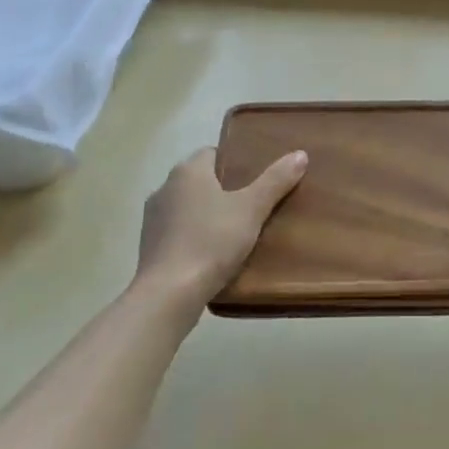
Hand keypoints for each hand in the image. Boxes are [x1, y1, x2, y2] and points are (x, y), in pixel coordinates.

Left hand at [136, 146, 306, 307]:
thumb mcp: (252, 209)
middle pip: (200, 179)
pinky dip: (193, 236)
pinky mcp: (148, 247)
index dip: (235, 162)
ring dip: (206, 214)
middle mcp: (165, 187)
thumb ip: (275, 181)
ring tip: (234, 230)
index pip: (213, 153)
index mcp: (188, 171)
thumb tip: (300, 154)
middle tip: (252, 203)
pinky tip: (211, 253)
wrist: (168, 294)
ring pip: (187, 206)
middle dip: (223, 189)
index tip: (256, 177)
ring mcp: (153, 218)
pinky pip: (177, 231)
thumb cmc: (211, 241)